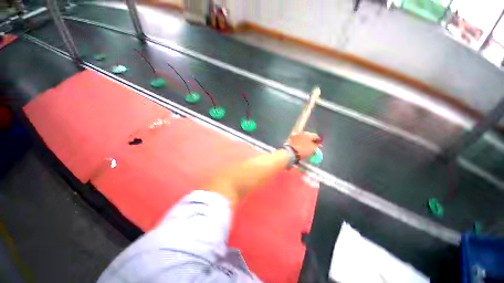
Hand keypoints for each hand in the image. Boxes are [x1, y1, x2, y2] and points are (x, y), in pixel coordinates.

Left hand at [287, 132, 320, 159]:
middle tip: (312, 145)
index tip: (319, 145)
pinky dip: (298, 141)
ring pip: (302, 136)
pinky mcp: (291, 137)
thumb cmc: (303, 151)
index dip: (318, 141)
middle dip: (311, 140)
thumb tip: (317, 144)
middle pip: (309, 135)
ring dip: (304, 140)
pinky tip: (298, 144)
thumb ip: (316, 146)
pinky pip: (296, 138)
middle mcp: (302, 132)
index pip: (316, 136)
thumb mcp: (313, 150)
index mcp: (309, 135)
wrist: (291, 152)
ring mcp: (296, 134)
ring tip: (304, 145)